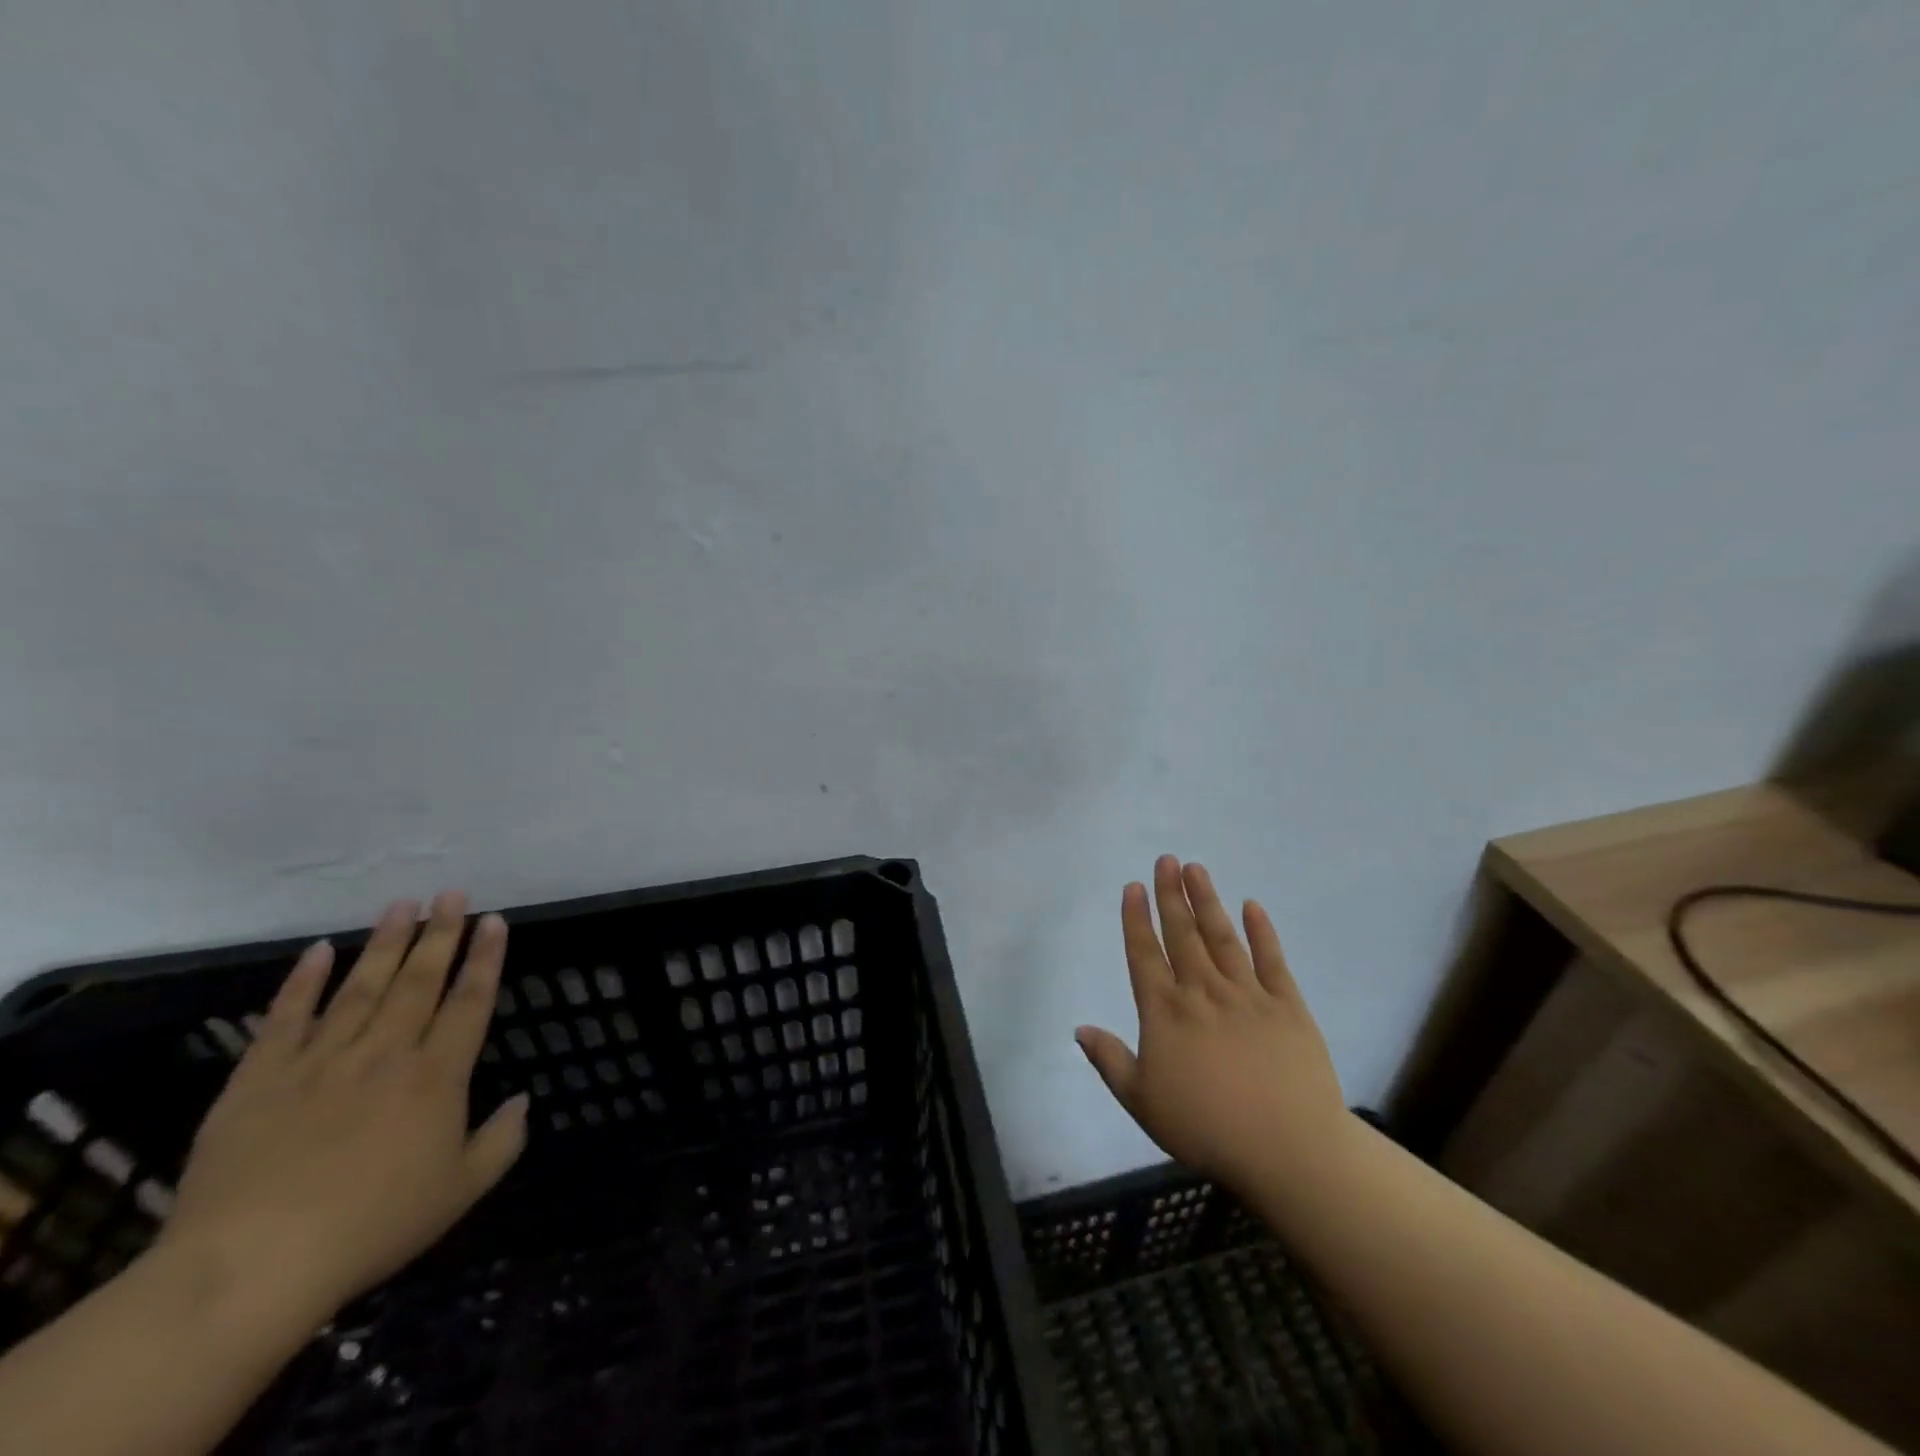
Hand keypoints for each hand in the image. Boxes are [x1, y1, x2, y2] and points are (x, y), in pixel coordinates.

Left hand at [161, 892, 527, 1332]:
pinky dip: (302, 983)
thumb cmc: (371, 1229)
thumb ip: (501, 1142)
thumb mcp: (459, 1193)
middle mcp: (385, 1054)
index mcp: (436, 1077)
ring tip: (401, 904)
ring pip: (361, 987)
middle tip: (452, 894)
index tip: (495, 921)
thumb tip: (524, 1099)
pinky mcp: (260, 1079)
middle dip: (440, 934)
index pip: (470, 1002)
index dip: (486, 958)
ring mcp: (320, 1061)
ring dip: (384, 943)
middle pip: (419, 981)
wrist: (249, 1268)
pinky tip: (317, 951)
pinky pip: (285, 1019)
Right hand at [1077, 857, 1348, 1196]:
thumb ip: (1110, 1061)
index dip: (1136, 918)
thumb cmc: (1206, 1128)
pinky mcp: (1288, 1005)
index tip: (1133, 886)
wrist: (1288, 1150)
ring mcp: (1247, 994)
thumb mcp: (1143, 1102)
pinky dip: (1262, 931)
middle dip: (1171, 895)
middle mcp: (1202, 991)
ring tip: (1196, 869)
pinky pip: (1272, 959)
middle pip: (1182, 934)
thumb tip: (1079, 1028)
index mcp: (1166, 1012)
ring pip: (1221, 937)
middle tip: (1166, 859)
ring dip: (1207, 901)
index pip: (1144, 954)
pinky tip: (1252, 906)